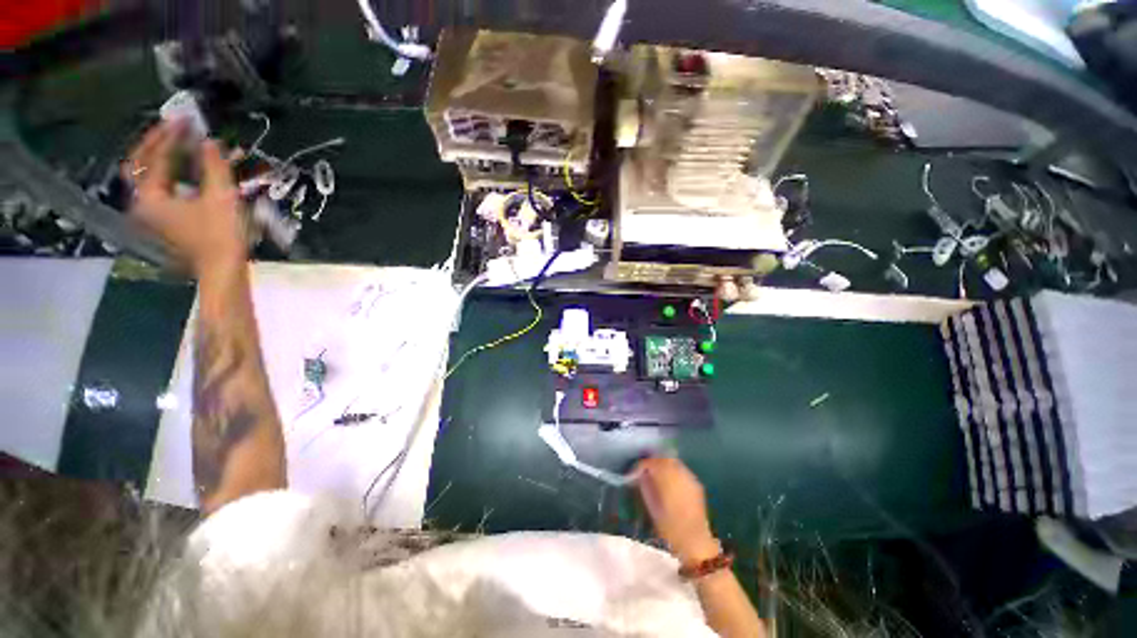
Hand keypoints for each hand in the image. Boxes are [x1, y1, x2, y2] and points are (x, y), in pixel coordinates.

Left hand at [125, 122, 245, 276]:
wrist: (222, 270)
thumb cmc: (221, 236)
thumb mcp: (221, 199)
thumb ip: (213, 167)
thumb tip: (210, 141)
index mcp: (150, 197)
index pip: (156, 157)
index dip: (172, 136)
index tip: (186, 120)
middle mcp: (143, 203)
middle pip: (139, 163)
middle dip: (156, 142)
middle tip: (174, 126)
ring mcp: (151, 213)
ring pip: (146, 175)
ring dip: (160, 156)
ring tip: (177, 142)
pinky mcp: (163, 219)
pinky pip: (158, 187)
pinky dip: (168, 173)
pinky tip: (183, 167)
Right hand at [636, 457, 719, 563]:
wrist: (696, 544)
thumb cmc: (671, 529)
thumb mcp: (653, 508)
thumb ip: (646, 487)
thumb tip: (640, 475)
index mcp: (669, 480)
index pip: (652, 463)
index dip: (642, 465)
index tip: (634, 472)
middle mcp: (681, 475)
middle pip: (664, 458)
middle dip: (653, 462)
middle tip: (644, 470)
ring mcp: (691, 478)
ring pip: (674, 462)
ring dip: (663, 465)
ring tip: (655, 474)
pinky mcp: (696, 484)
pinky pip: (681, 470)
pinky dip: (672, 471)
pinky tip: (668, 481)